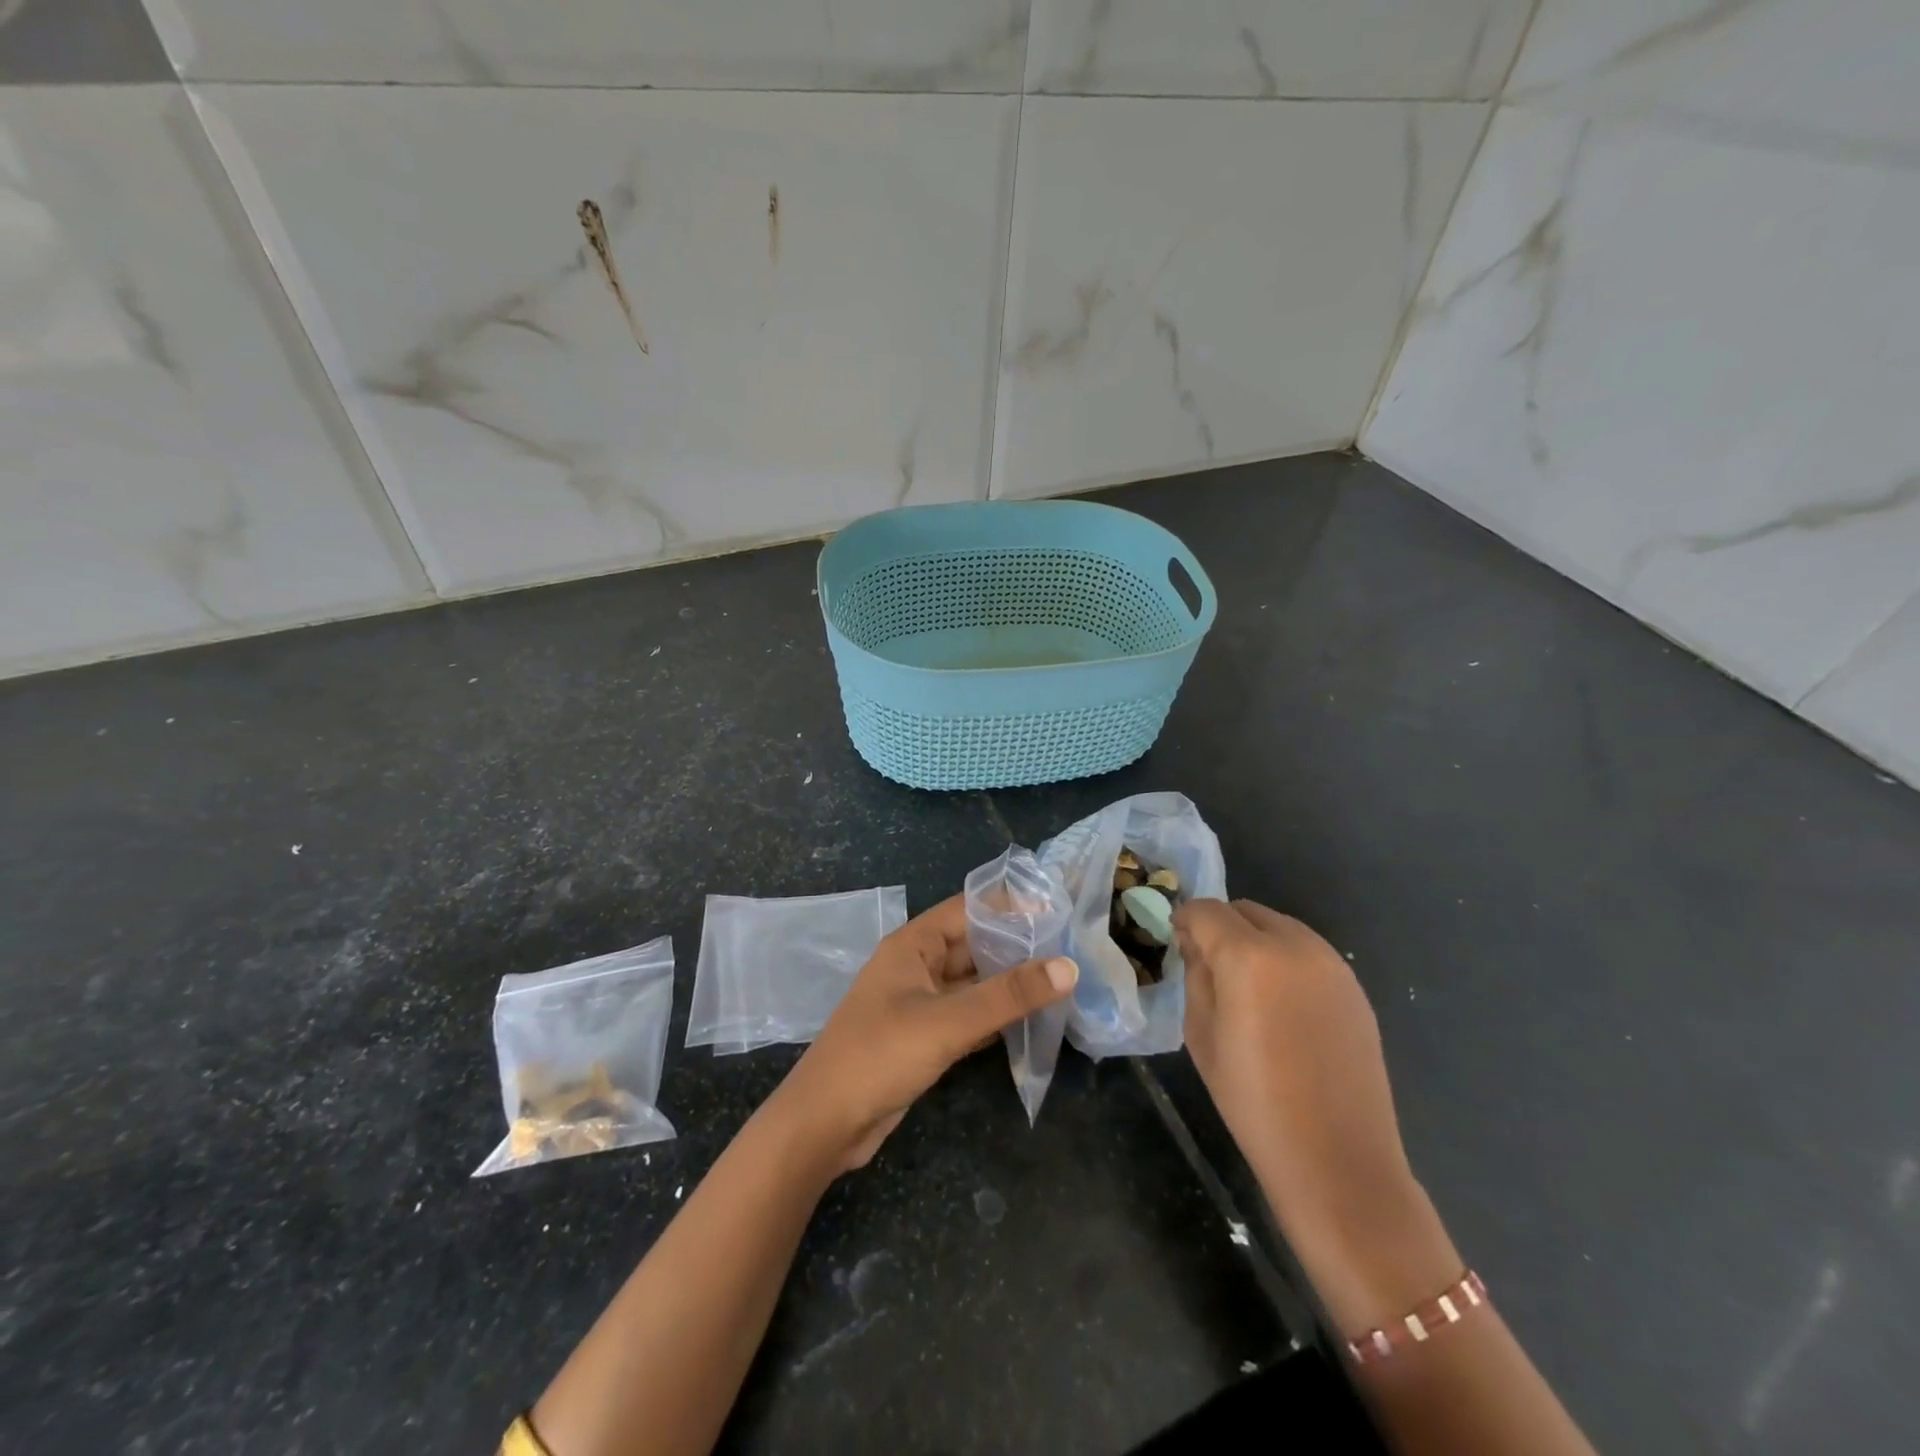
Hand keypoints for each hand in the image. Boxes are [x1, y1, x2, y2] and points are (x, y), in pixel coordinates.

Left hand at [773, 895, 1077, 1172]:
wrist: (825, 1124)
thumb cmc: (880, 1055)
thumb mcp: (948, 1022)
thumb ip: (1008, 996)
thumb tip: (1069, 967)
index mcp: (913, 945)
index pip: (968, 909)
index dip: (1010, 906)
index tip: (1056, 909)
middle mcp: (916, 966)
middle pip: (973, 945)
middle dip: (1016, 947)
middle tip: (1069, 949)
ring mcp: (919, 1003)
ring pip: (972, 983)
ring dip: (1009, 983)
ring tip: (1060, 981)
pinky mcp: (923, 1037)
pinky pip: (967, 1015)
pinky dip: (996, 1016)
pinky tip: (1031, 1020)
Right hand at [1175, 898, 1457, 1329]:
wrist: (1337, 1159)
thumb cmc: (1253, 1101)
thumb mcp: (1200, 1034)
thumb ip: (1196, 976)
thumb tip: (1197, 946)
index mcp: (1248, 956)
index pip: (1205, 910)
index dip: (1184, 920)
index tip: (1176, 942)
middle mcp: (1294, 945)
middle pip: (1244, 910)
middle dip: (1220, 927)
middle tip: (1207, 964)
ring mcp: (1332, 964)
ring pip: (1279, 926)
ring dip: (1254, 940)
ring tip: (1246, 986)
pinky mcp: (1354, 987)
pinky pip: (1308, 953)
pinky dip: (1285, 960)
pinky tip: (1282, 1005)